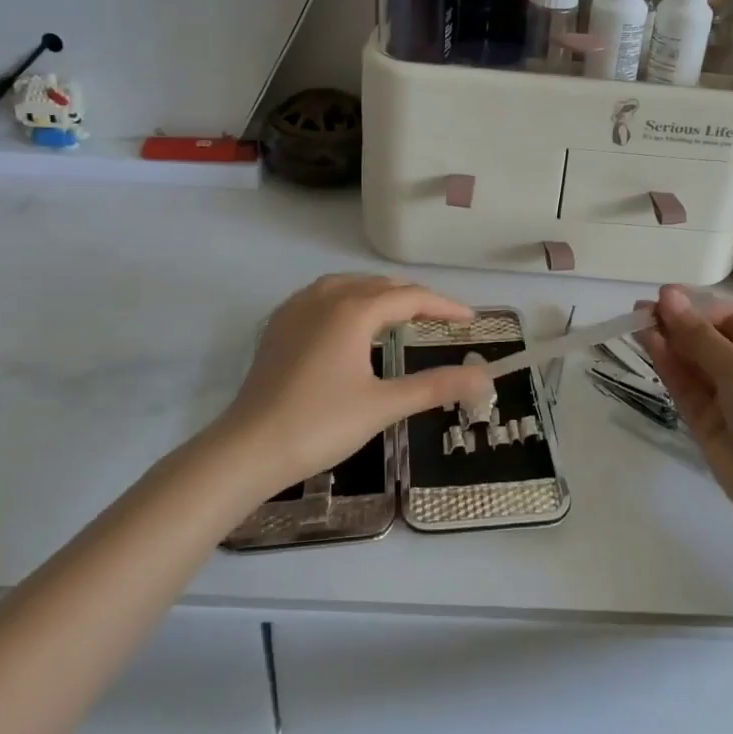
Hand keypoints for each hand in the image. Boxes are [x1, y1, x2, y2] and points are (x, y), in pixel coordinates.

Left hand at [214, 273, 490, 495]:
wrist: (248, 448)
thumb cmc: (320, 424)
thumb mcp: (384, 406)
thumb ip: (435, 386)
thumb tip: (484, 378)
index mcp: (354, 310)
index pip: (410, 297)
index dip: (444, 306)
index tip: (470, 320)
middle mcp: (325, 297)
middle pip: (380, 285)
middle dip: (414, 298)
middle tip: (441, 320)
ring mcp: (297, 309)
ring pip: (349, 285)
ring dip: (380, 294)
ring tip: (401, 314)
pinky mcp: (279, 325)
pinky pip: (322, 296)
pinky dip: (349, 300)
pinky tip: (350, 322)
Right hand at [639, 286, 732, 524]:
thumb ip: (698, 334)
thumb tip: (667, 297)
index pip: (729, 317)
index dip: (695, 305)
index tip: (662, 297)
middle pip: (708, 338)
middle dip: (676, 323)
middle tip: (639, 310)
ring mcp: (728, 397)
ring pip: (692, 362)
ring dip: (667, 342)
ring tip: (636, 324)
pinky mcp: (707, 421)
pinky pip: (685, 386)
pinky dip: (668, 366)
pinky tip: (649, 346)